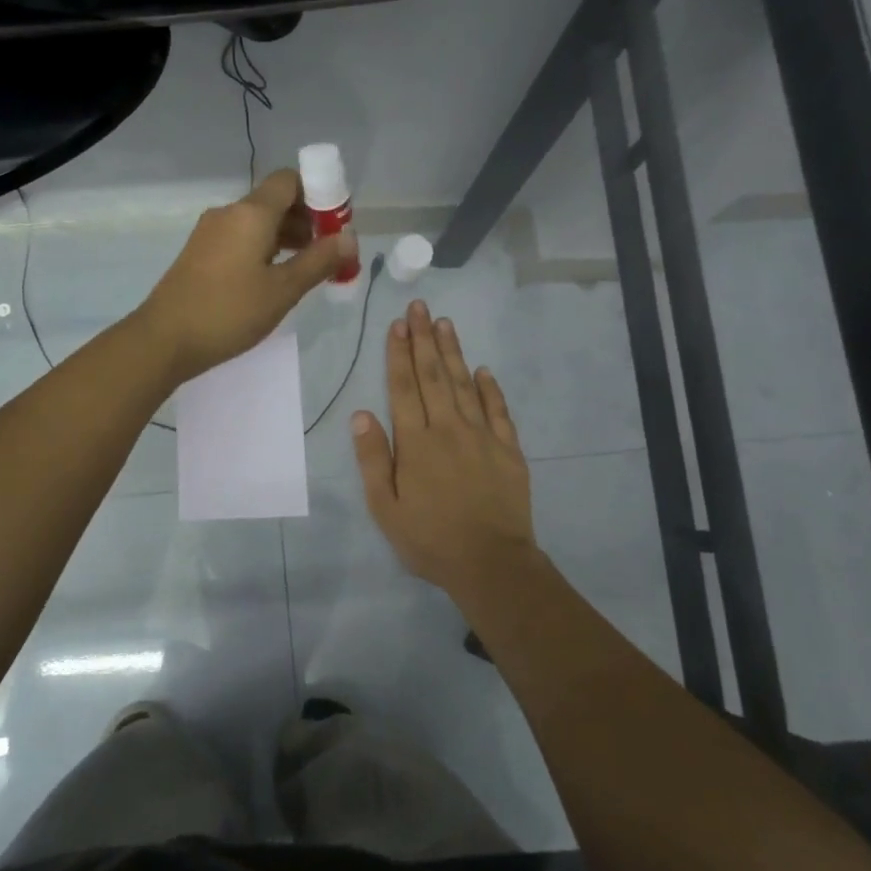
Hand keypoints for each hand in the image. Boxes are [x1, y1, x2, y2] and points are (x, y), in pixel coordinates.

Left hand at [137, 169, 356, 384]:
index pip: (289, 180)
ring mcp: (210, 233)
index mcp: (251, 213)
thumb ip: (319, 261)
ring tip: (307, 269)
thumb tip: (350, 237)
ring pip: (257, 222)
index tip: (336, 225)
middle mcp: (229, 213)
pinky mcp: (200, 253)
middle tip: (329, 253)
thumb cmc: (229, 312)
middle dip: (306, 220)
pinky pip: (240, 238)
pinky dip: (263, 248)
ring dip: (286, 237)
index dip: (318, 194)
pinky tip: (274, 278)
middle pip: (274, 201)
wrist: (165, 338)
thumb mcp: (283, 290)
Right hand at [352, 301, 538, 598]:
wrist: (491, 563)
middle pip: (434, 376)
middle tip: (420, 307)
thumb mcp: (385, 507)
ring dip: (454, 352)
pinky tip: (484, 369)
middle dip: (424, 339)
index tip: (397, 324)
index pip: (403, 387)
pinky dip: (490, 388)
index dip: (398, 354)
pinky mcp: (508, 450)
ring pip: (465, 384)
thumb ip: (373, 458)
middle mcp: (448, 429)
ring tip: (446, 323)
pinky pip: (498, 410)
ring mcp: (482, 436)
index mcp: (416, 442)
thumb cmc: (429, 539)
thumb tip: (361, 413)